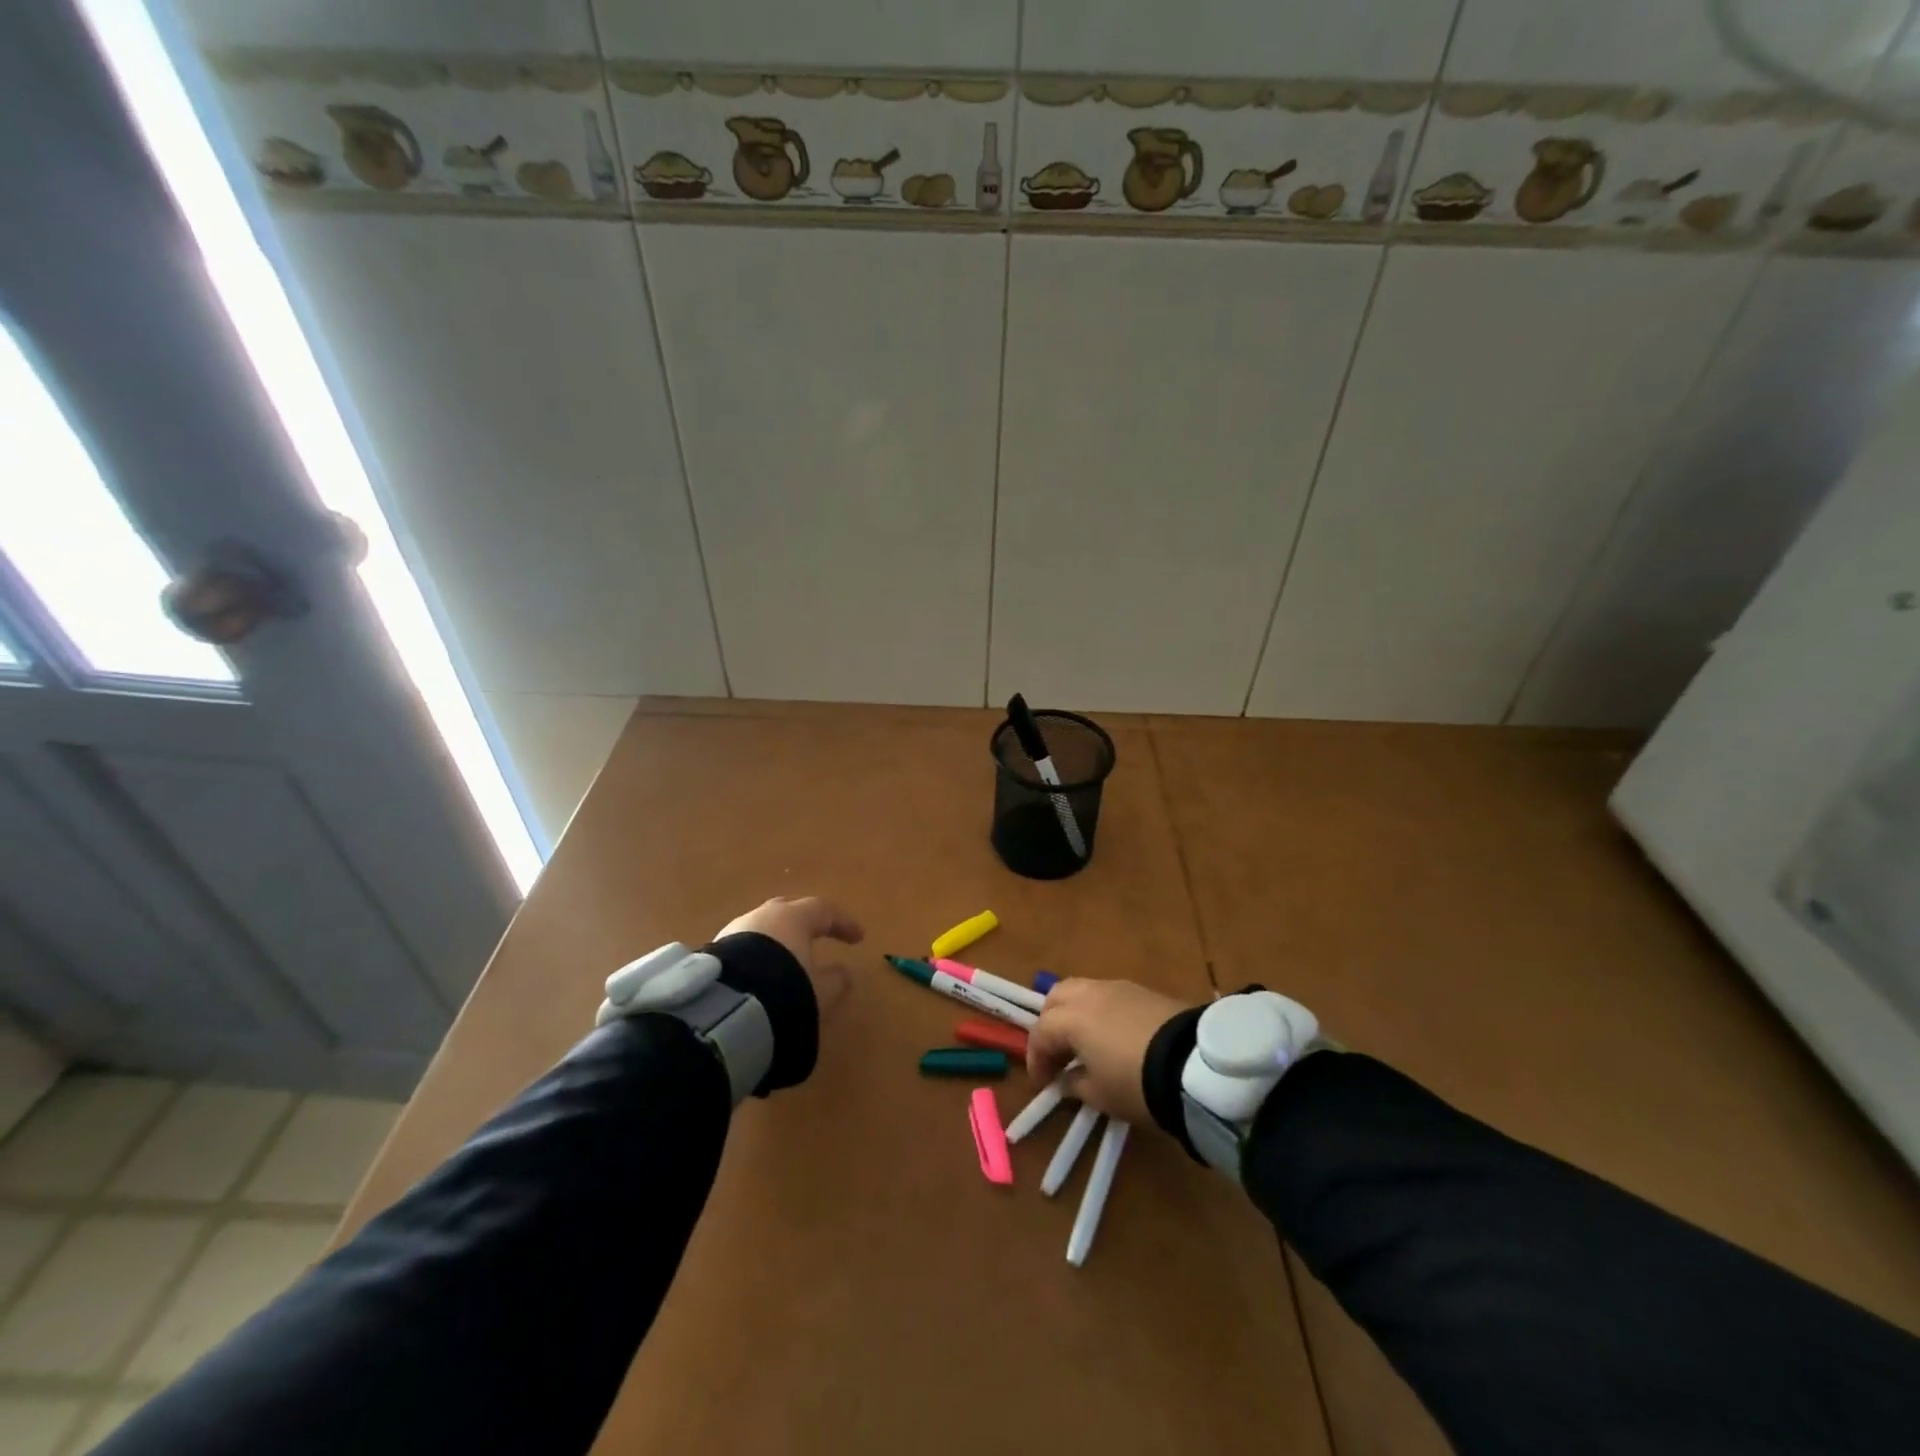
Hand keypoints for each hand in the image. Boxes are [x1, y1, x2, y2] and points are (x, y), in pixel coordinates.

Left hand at [714, 897, 863, 1017]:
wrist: (726, 1008)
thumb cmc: (784, 989)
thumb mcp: (820, 992)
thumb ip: (835, 980)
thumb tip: (844, 972)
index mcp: (794, 917)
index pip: (824, 911)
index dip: (843, 923)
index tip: (858, 938)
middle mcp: (764, 916)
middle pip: (790, 911)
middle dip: (806, 922)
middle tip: (818, 934)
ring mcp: (735, 930)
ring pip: (764, 928)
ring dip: (778, 939)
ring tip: (787, 958)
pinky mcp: (716, 950)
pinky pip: (745, 946)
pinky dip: (759, 954)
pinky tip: (760, 972)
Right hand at [1027, 978, 1191, 1124]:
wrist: (1193, 1064)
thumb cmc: (1136, 1083)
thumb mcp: (1100, 1095)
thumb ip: (1075, 1084)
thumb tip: (1066, 1078)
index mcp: (1072, 1018)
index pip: (1041, 1032)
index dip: (1036, 1059)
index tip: (1043, 1083)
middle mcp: (1089, 994)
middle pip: (1057, 997)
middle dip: (1051, 1024)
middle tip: (1058, 1053)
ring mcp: (1118, 987)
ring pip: (1083, 990)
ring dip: (1076, 1014)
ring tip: (1085, 1043)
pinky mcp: (1143, 990)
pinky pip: (1109, 995)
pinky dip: (1100, 1012)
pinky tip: (1112, 1035)